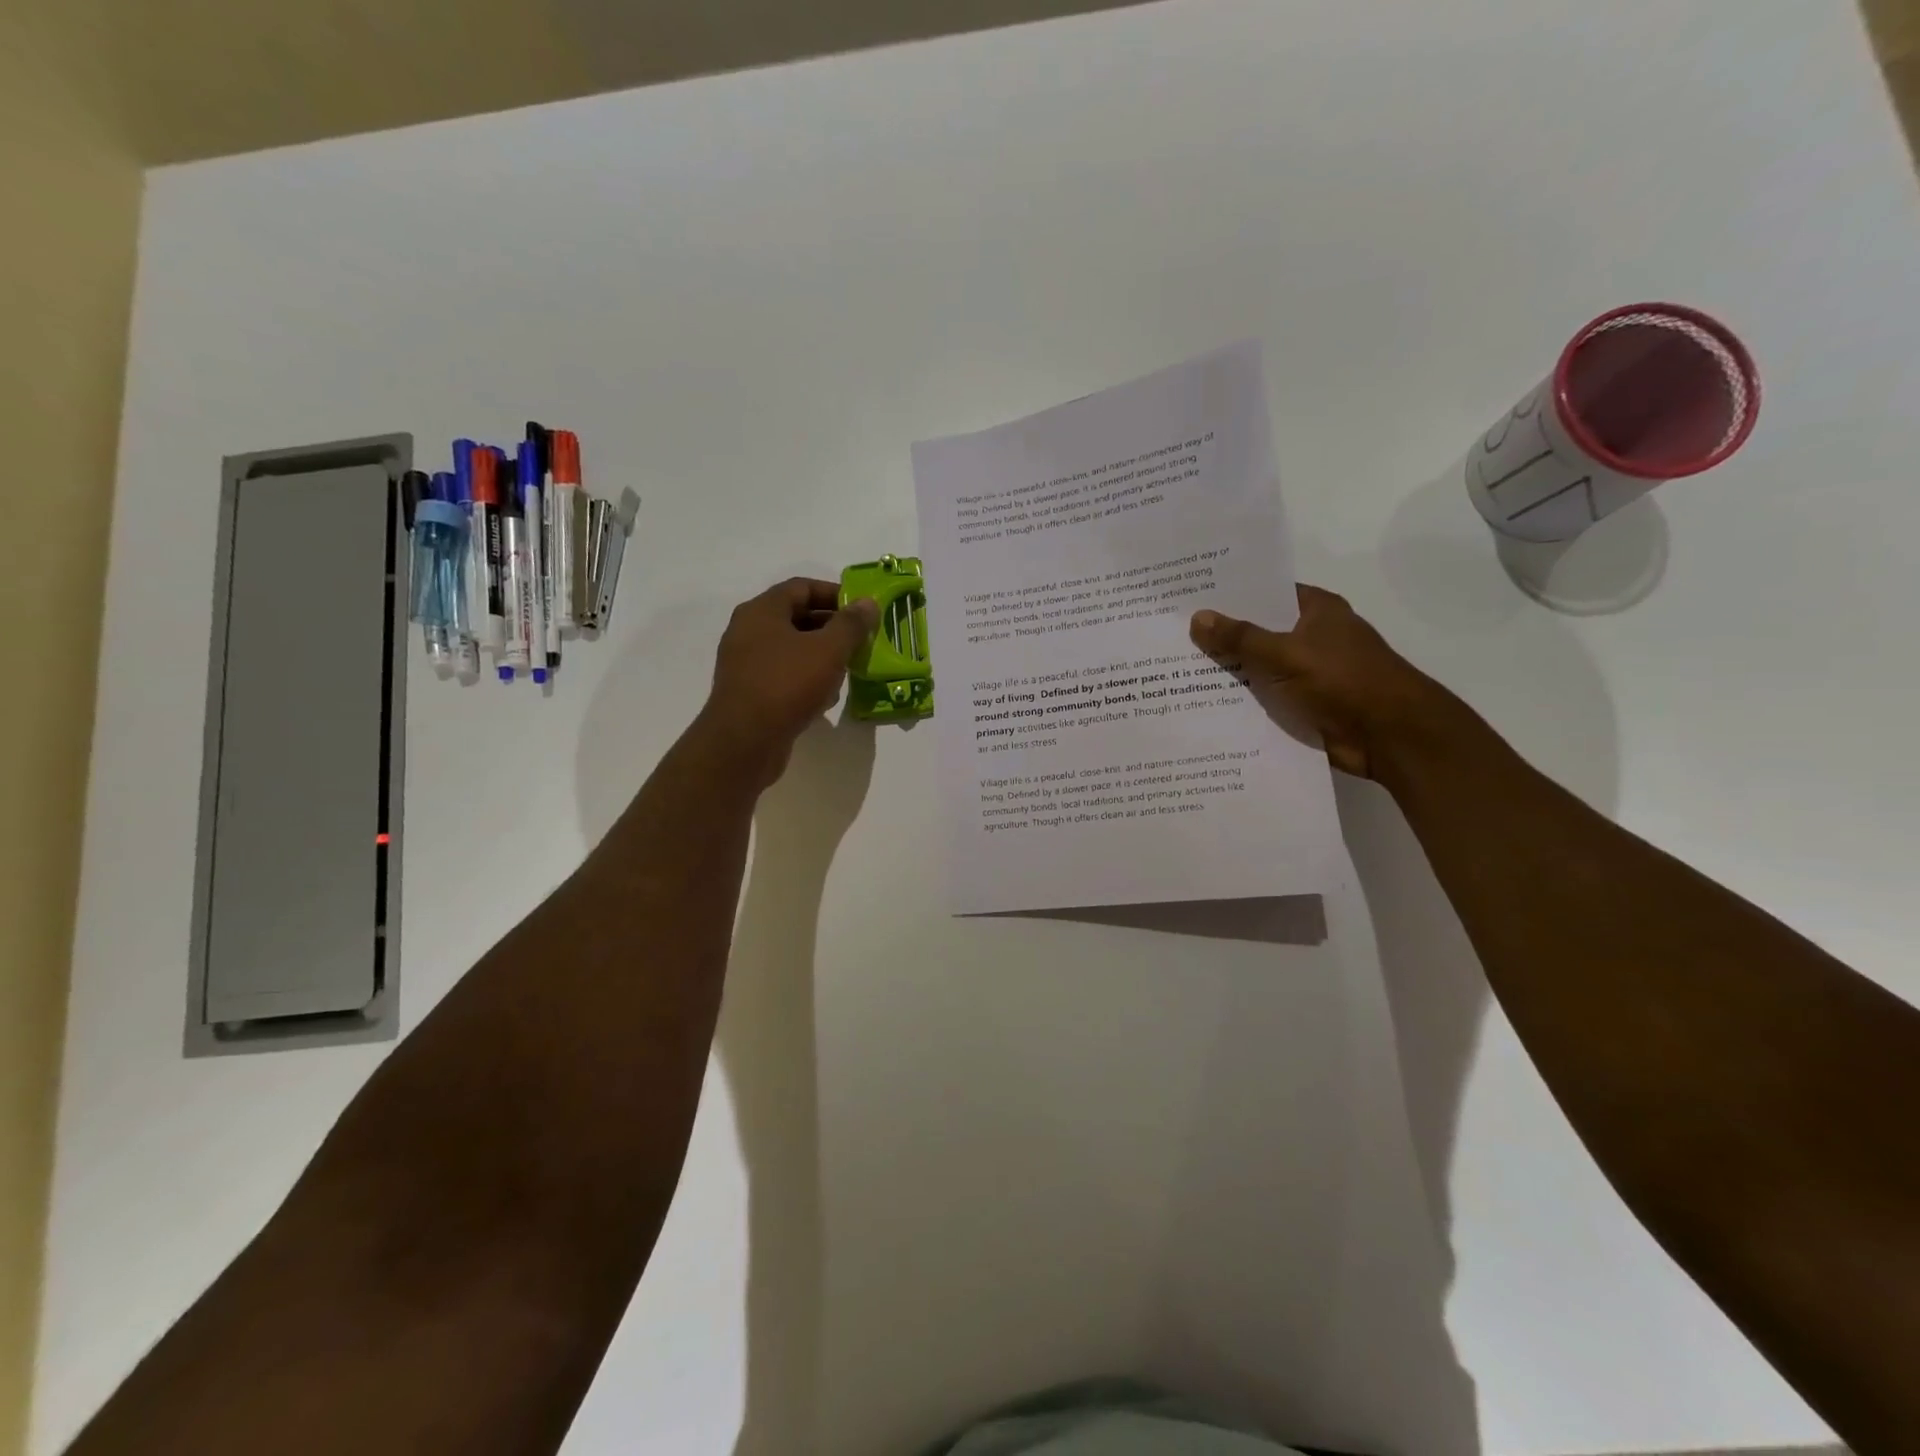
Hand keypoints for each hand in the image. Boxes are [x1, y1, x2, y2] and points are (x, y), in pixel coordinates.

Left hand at [698, 578, 878, 786]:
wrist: (744, 741)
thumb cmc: (787, 684)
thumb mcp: (828, 650)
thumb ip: (851, 624)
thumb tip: (868, 603)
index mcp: (762, 611)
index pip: (802, 587)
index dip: (834, 593)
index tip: (862, 609)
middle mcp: (748, 631)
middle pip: (796, 617)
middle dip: (832, 627)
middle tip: (861, 640)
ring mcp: (746, 663)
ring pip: (791, 649)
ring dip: (821, 656)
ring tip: (849, 669)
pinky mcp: (750, 692)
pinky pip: (783, 675)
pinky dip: (806, 679)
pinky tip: (826, 697)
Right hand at [1189, 584, 1459, 778]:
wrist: (1389, 736)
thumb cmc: (1343, 680)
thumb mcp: (1285, 653)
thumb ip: (1241, 638)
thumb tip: (1198, 618)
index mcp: (1315, 610)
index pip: (1265, 592)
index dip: (1230, 594)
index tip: (1188, 596)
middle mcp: (1311, 636)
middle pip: (1258, 630)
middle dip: (1220, 634)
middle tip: (1171, 633)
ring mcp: (1307, 672)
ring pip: (1258, 666)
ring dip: (1227, 671)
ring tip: (1174, 668)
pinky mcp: (1303, 704)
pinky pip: (1264, 697)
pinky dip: (1240, 700)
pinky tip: (1200, 702)